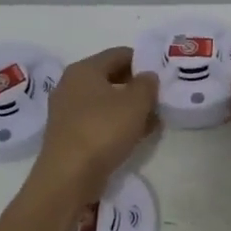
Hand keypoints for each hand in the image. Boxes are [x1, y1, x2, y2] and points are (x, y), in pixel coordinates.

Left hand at [36, 47, 158, 189]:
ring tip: (153, 120)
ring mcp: (67, 112)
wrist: (68, 177)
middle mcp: (71, 85)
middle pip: (111, 77)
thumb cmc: (102, 130)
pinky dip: (117, 125)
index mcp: (84, 69)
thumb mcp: (136, 103)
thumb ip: (147, 84)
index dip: (143, 60)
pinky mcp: (69, 135)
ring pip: (106, 102)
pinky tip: (136, 136)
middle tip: (160, 98)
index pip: (119, 54)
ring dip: (129, 109)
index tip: (162, 74)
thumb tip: (147, 77)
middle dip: (137, 87)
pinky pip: (99, 122)